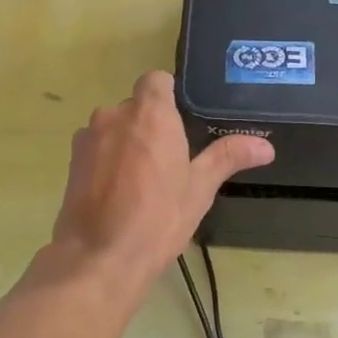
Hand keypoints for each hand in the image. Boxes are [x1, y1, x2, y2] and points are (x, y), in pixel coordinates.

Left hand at [45, 71, 272, 289]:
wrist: (99, 257)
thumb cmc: (158, 219)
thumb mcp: (200, 188)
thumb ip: (228, 157)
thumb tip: (266, 146)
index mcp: (150, 114)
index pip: (156, 80)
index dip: (169, 95)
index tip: (182, 122)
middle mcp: (114, 116)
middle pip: (135, 106)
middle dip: (151, 125)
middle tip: (171, 160)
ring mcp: (88, 138)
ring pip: (114, 128)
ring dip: (127, 143)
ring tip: (143, 181)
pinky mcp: (72, 162)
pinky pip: (96, 149)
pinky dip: (107, 161)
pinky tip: (119, 193)